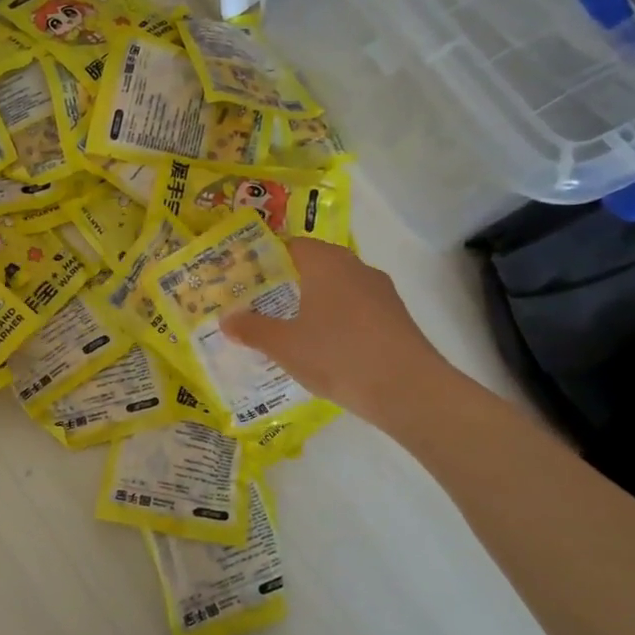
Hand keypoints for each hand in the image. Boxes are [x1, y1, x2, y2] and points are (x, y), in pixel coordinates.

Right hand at [222, 238, 452, 417]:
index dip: (267, 257)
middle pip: (316, 264)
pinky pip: (357, 309)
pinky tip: (325, 346)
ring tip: (289, 326)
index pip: (291, 244)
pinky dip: (337, 319)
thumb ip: (252, 329)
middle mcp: (355, 268)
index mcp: (326, 263)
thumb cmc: (338, 356)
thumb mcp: (284, 345)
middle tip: (260, 301)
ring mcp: (381, 292)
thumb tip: (226, 319)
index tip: (246, 276)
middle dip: (289, 281)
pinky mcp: (395, 318)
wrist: (408, 390)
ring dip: (314, 301)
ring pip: (338, 287)